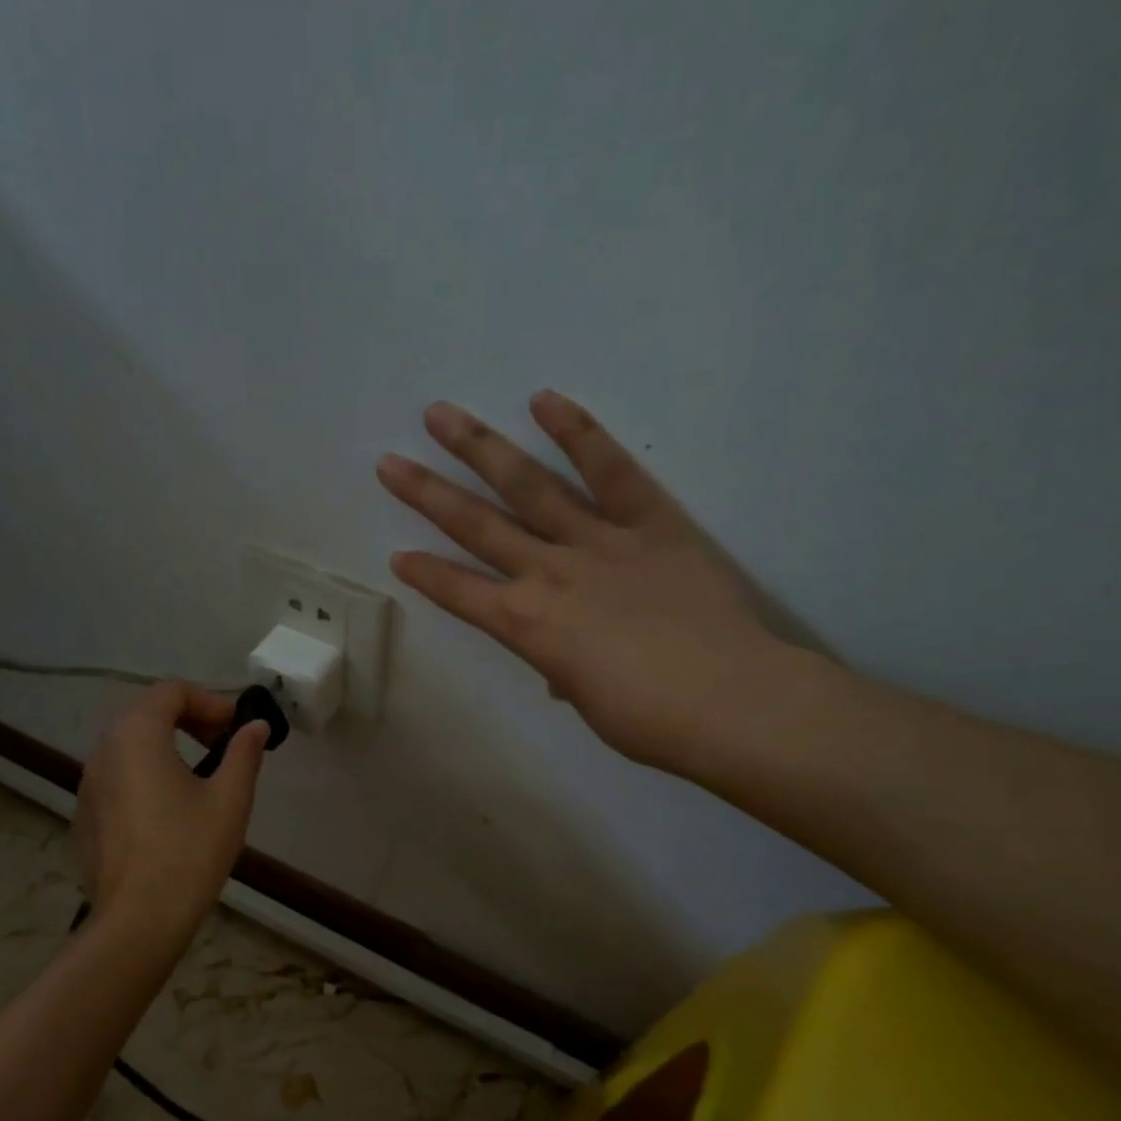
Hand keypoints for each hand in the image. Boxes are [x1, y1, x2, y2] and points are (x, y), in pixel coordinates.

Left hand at [73, 682, 268, 941]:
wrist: (139, 921)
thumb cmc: (189, 852)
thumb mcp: (230, 798)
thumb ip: (243, 753)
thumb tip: (255, 726)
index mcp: (137, 736)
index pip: (171, 691)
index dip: (210, 702)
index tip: (236, 730)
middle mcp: (104, 750)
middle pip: (146, 712)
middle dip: (188, 719)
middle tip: (223, 746)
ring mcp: (88, 784)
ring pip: (130, 744)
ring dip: (167, 745)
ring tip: (200, 776)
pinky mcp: (84, 814)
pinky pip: (118, 775)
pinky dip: (146, 773)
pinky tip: (169, 811)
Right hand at [376, 390, 791, 773]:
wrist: (730, 702)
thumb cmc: (650, 720)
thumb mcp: (589, 702)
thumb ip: (564, 671)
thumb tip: (561, 668)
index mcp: (527, 627)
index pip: (460, 593)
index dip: (426, 574)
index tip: (398, 556)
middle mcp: (548, 574)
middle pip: (476, 527)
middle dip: (428, 495)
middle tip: (389, 462)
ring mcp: (597, 541)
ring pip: (528, 486)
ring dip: (480, 448)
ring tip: (441, 414)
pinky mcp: (650, 520)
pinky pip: (610, 469)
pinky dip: (578, 433)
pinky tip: (543, 400)